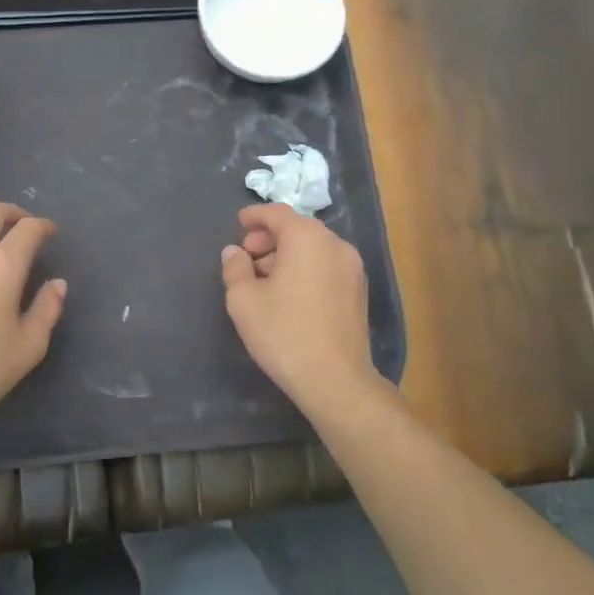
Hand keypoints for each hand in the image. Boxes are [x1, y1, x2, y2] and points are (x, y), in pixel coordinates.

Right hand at [221, 204, 381, 415]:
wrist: (335, 380)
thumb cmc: (284, 332)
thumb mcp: (244, 299)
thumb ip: (235, 268)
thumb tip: (234, 252)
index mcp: (307, 238)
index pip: (278, 213)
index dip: (255, 216)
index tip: (238, 223)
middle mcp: (335, 245)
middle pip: (297, 229)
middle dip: (269, 237)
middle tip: (247, 254)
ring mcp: (352, 268)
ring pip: (313, 248)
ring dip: (287, 254)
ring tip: (264, 277)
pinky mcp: (358, 292)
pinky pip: (326, 265)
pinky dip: (305, 268)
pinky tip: (288, 292)